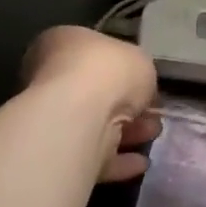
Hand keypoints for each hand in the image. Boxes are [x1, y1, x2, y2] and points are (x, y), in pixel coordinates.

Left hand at [21, 26, 159, 181]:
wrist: (77, 116)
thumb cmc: (107, 70)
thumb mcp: (140, 59)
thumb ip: (139, 72)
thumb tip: (139, 89)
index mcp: (63, 43)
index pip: (94, 54)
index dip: (124, 70)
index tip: (147, 84)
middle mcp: (50, 78)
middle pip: (96, 93)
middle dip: (129, 106)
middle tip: (154, 114)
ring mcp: (51, 117)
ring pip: (95, 125)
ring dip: (128, 132)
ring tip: (154, 135)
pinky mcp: (56, 153)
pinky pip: (92, 156)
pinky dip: (117, 161)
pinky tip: (141, 163)